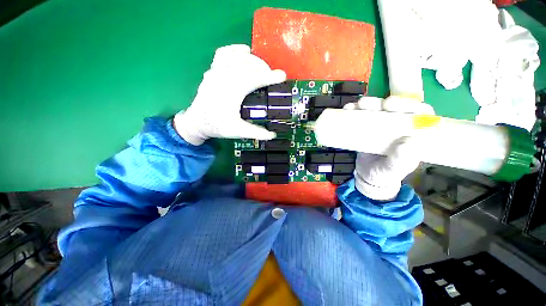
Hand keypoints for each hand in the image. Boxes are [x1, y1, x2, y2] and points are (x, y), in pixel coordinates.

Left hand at [174, 44, 285, 144]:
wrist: (197, 122)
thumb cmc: (216, 126)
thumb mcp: (237, 131)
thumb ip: (256, 132)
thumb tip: (273, 135)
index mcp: (232, 92)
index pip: (254, 79)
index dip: (270, 77)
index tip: (282, 76)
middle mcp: (224, 77)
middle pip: (248, 64)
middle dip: (264, 68)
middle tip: (272, 76)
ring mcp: (216, 71)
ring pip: (237, 56)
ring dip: (253, 59)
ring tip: (261, 67)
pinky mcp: (212, 70)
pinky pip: (223, 53)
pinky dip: (235, 50)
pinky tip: (244, 52)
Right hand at [343, 96, 434, 200]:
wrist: (368, 176)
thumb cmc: (386, 174)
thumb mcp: (395, 169)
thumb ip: (401, 160)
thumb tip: (407, 143)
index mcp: (413, 132)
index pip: (417, 112)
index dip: (407, 103)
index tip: (390, 104)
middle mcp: (398, 125)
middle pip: (393, 107)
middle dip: (380, 102)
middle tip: (367, 104)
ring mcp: (381, 125)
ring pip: (376, 109)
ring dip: (366, 104)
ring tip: (355, 106)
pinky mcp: (366, 128)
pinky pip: (361, 116)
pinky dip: (353, 111)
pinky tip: (348, 109)